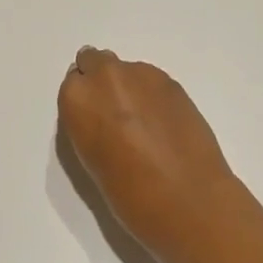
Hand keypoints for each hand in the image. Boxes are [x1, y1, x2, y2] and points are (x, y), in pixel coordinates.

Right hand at [57, 47, 248, 260]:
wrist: (189, 200)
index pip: (73, 84)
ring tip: (146, 124)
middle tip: (117, 115)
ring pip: (127, 71)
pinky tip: (164, 124)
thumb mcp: (91, 160)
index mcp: (78, 99)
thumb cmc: (130, 196)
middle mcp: (107, 77)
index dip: (85, 103)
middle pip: (96, 62)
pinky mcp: (173, 82)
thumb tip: (103, 115)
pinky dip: (153, 96)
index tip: (94, 121)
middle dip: (104, 83)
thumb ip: (91, 125)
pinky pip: (152, 81)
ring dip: (130, 88)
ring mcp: (143, 75)